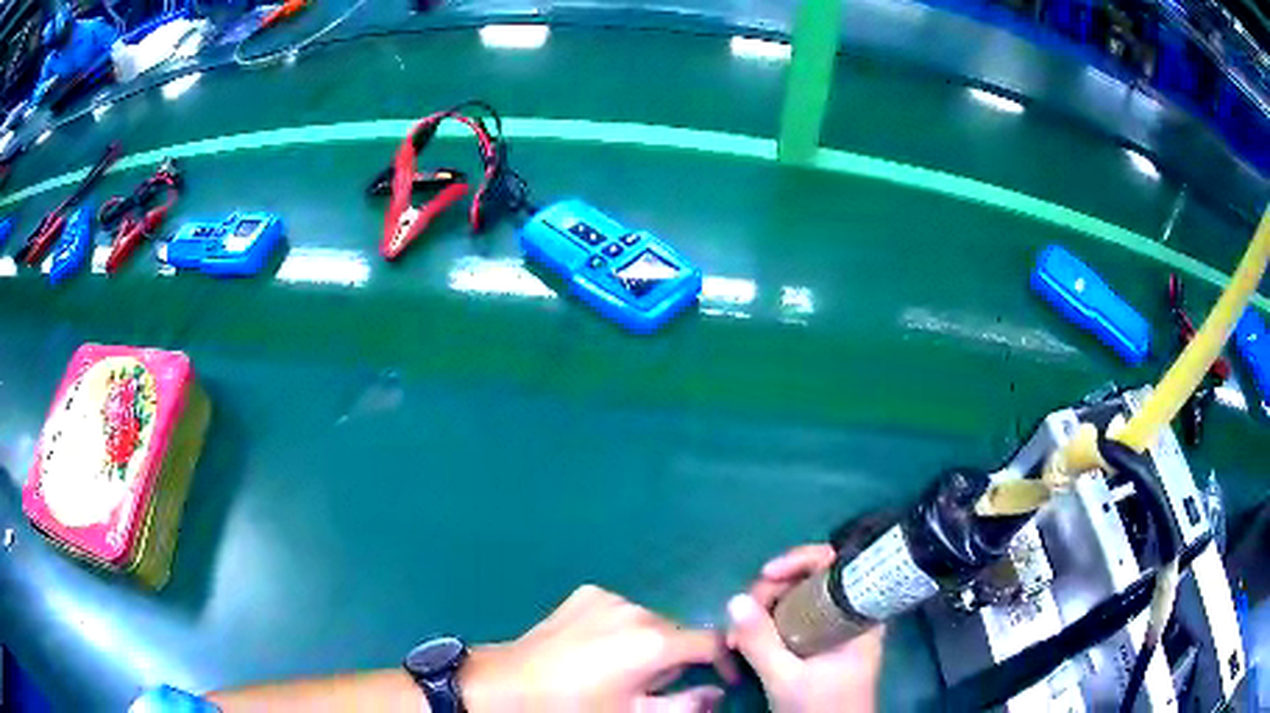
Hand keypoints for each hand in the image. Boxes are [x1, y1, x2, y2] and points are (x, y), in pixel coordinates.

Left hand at [462, 584, 735, 711]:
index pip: (711, 642)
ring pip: (650, 621)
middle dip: (678, 658)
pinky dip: (622, 628)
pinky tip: (598, 648)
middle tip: (656, 685)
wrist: (510, 684)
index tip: (721, 681)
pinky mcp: (587, 593)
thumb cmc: (576, 707)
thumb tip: (714, 693)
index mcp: (653, 642)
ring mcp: (609, 597)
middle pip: (678, 632)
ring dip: (649, 642)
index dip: (724, 662)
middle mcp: (637, 610)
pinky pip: (621, 611)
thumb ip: (684, 706)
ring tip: (624, 668)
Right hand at [726, 545, 884, 712]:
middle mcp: (849, 614)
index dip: (802, 560)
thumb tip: (733, 599)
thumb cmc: (822, 709)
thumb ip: (762, 642)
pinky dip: (767, 624)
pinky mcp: (819, 643)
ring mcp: (833, 629)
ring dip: (763, 610)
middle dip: (770, 591)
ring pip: (797, 599)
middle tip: (741, 616)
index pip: (837, 564)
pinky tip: (746, 641)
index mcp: (858, 614)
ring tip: (737, 637)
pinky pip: (792, 619)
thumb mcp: (786, 679)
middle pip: (810, 579)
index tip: (767, 574)